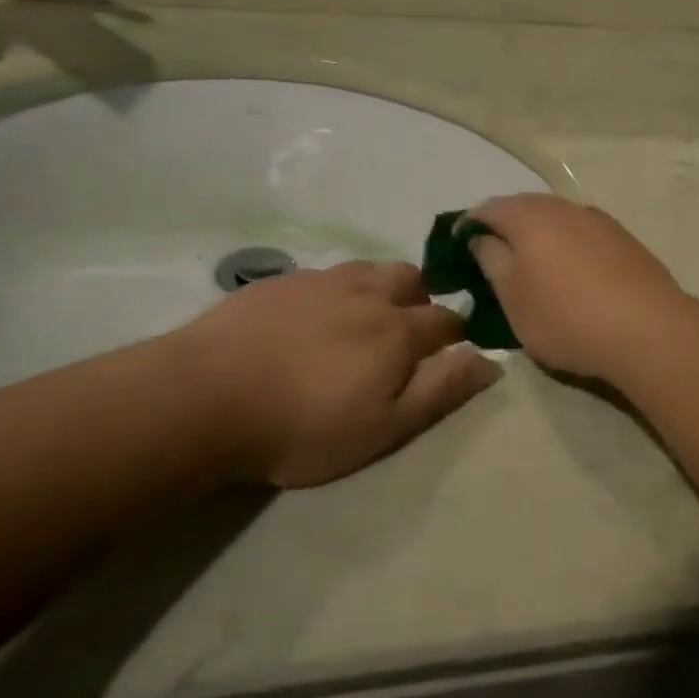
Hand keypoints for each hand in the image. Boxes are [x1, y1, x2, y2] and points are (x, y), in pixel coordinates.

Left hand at [174, 261, 501, 488]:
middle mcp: (367, 293)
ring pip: (369, 270)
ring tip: (365, 316)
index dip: (458, 333)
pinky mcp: (281, 281)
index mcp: (398, 330)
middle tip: (408, 330)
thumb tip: (490, 360)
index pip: (447, 320)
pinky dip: (336, 290)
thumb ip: (441, 390)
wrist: (208, 396)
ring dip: (380, 287)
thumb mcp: (384, 427)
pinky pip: (325, 275)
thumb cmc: (304, 425)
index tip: (455, 348)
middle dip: (421, 298)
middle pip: (411, 279)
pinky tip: (314, 314)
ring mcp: (321, 281)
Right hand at [465, 195, 694, 381]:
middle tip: (495, 259)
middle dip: (506, 227)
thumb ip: (491, 260)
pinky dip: (569, 246)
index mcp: (530, 217)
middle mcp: (564, 207)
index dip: (470, 225)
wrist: (649, 331)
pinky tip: (573, 273)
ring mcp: (599, 221)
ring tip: (534, 268)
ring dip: (540, 236)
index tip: (461, 249)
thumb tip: (481, 238)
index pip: (488, 208)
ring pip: (557, 219)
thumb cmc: (566, 317)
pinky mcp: (625, 240)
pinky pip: (583, 234)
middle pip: (525, 208)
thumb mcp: (512, 298)